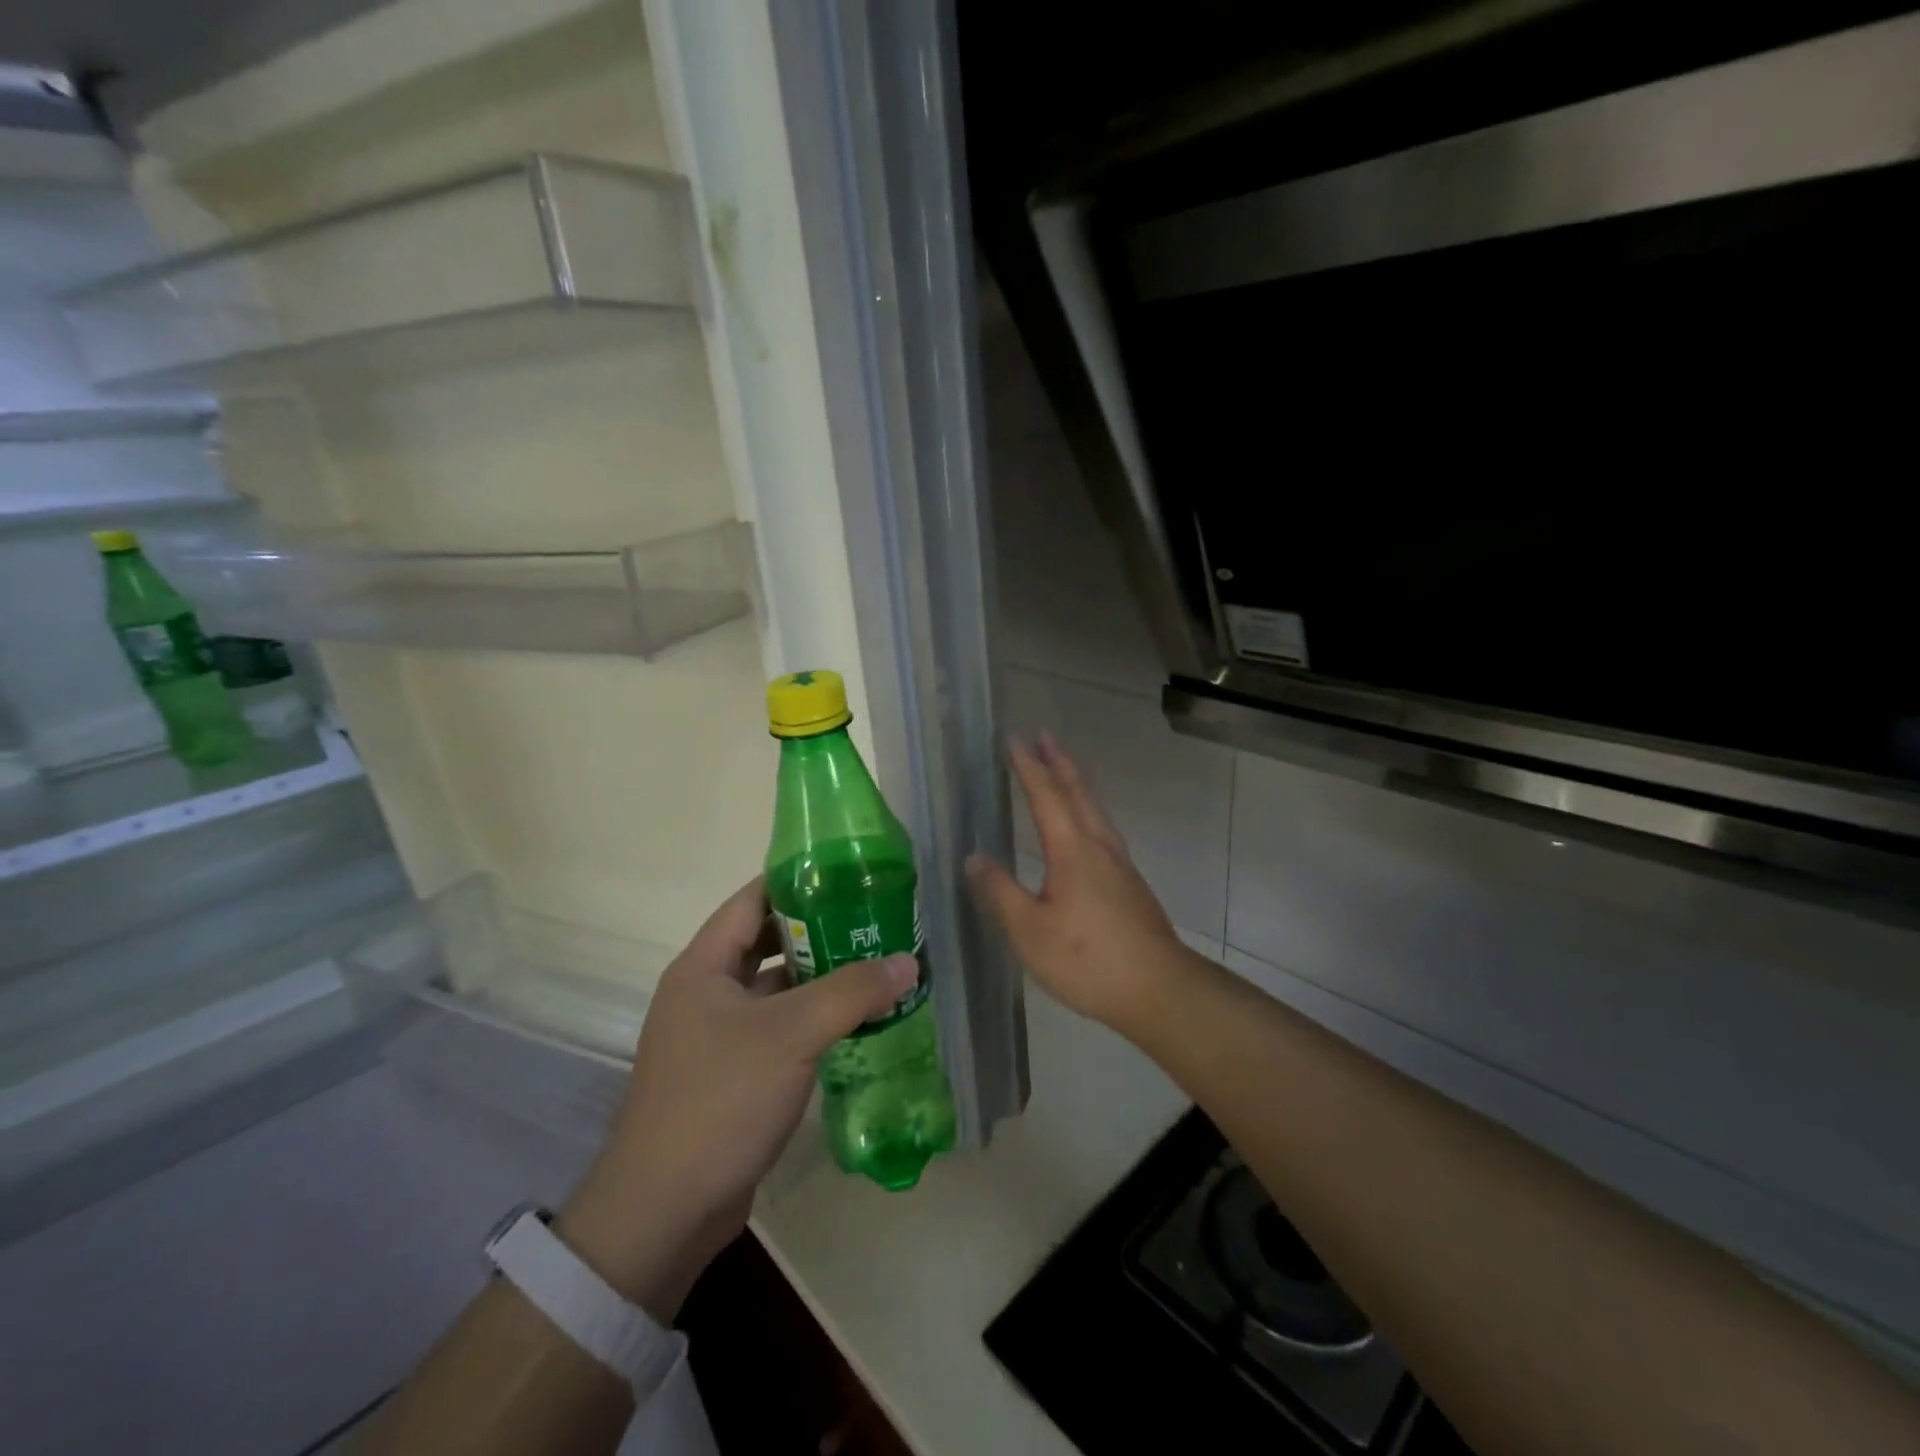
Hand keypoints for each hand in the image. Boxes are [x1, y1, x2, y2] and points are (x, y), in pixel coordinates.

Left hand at [556, 878, 917, 1321]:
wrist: (664, 1212)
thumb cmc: (720, 1100)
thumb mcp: (791, 1034)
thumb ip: (852, 991)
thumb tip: (908, 961)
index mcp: (703, 966)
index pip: (752, 900)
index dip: (798, 881)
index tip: (850, 873)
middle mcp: (706, 993)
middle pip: (767, 942)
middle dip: (819, 930)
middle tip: (873, 920)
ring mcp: (718, 1037)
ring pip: (777, 989)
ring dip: (821, 979)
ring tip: (876, 965)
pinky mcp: (733, 1075)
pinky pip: (780, 1030)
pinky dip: (814, 1020)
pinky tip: (857, 1022)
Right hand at [967, 733, 1196, 1033]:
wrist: (1160, 990)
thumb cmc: (1088, 960)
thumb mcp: (1029, 931)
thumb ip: (1000, 892)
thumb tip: (974, 857)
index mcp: (1072, 851)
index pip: (1046, 797)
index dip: (1028, 768)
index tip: (1014, 740)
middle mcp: (1099, 847)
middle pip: (1079, 793)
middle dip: (1059, 763)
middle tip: (1044, 736)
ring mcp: (1120, 865)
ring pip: (1096, 810)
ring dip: (1077, 783)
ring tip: (1064, 770)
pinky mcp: (1130, 884)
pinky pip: (1103, 829)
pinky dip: (1088, 810)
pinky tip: (1086, 828)